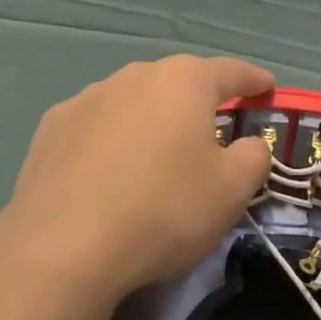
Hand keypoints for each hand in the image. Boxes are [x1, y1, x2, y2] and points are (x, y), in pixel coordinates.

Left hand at [0, 55, 275, 312]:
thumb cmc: (162, 211)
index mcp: (184, 81)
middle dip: (198, 102)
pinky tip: (108, 171)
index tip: (267, 87)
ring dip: (151, 119)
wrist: (62, 247)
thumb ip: (253, 157)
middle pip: (178, 82)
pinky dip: (111, 138)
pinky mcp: (53, 125)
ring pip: (134, 100)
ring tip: (155, 156)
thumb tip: (250, 143)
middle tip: (211, 130)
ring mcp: (89, 97)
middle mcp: (136, 75)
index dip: (253, 80)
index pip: (231, 71)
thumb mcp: (231, 192)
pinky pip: (97, 124)